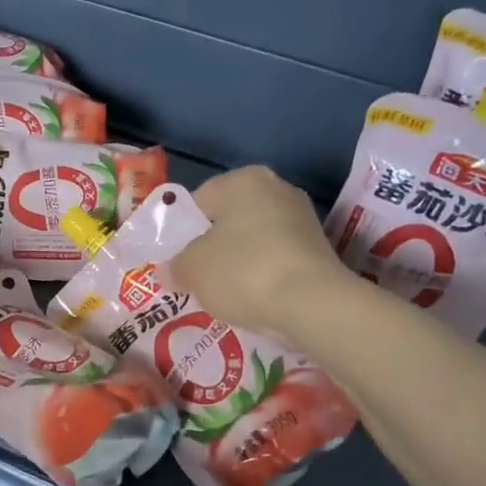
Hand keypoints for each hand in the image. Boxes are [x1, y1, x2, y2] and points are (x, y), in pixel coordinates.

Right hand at [169, 166, 362, 343]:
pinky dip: (259, 275)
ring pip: (251, 241)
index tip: (173, 260)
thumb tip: (168, 271)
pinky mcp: (317, 249)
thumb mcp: (191, 269)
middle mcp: (276, 189)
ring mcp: (302, 218)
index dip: (180, 232)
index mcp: (242, 180)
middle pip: (227, 220)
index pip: (197, 202)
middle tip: (192, 277)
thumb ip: (174, 266)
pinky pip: (273, 259)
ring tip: (219, 293)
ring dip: (234, 263)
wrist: (312, 305)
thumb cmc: (242, 272)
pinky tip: (249, 298)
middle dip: (209, 248)